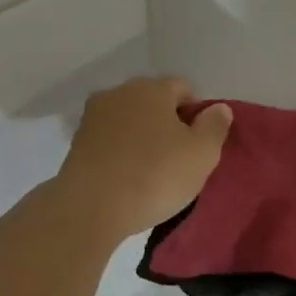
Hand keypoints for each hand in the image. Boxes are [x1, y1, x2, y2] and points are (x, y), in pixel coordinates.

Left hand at [56, 77, 231, 240]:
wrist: (92, 207)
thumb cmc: (156, 175)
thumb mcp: (202, 154)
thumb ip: (215, 126)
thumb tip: (219, 108)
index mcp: (152, 89)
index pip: (183, 88)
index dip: (197, 113)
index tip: (200, 143)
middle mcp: (119, 93)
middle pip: (153, 102)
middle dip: (167, 123)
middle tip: (179, 157)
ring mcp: (93, 117)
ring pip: (129, 121)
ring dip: (142, 137)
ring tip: (152, 170)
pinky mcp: (76, 143)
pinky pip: (110, 141)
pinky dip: (122, 152)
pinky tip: (128, 177)